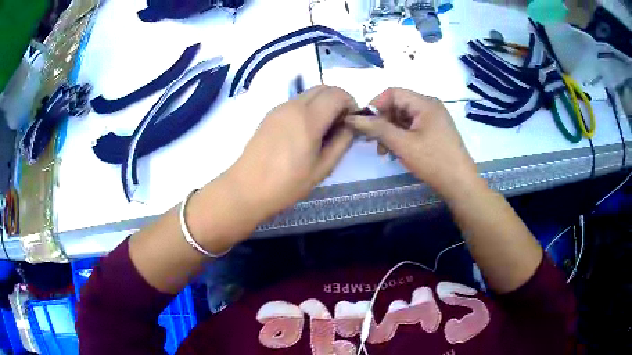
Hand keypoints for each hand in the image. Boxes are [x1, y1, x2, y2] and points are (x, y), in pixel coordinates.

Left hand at [225, 85, 356, 221]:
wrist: (246, 188)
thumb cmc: (287, 184)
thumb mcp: (323, 168)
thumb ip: (342, 142)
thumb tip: (352, 125)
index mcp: (308, 118)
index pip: (338, 94)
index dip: (351, 104)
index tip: (352, 122)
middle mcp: (293, 105)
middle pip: (324, 88)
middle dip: (338, 100)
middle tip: (341, 124)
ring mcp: (279, 108)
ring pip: (309, 93)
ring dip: (323, 103)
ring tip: (324, 130)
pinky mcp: (270, 114)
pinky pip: (296, 102)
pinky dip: (308, 108)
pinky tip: (305, 131)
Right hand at [345, 88, 479, 199]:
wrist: (460, 183)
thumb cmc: (433, 161)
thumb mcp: (403, 144)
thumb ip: (377, 129)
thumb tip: (352, 118)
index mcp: (425, 103)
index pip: (393, 93)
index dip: (376, 105)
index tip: (365, 125)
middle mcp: (430, 106)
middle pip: (398, 104)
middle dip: (383, 121)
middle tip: (373, 142)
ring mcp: (434, 119)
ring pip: (404, 117)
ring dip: (390, 131)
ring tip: (384, 151)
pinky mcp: (435, 130)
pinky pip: (412, 126)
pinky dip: (401, 136)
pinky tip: (396, 151)